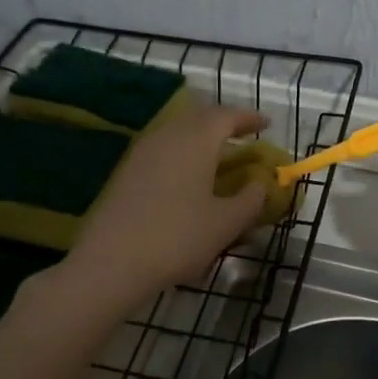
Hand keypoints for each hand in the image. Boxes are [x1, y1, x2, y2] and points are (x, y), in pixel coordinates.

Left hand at [64, 101, 269, 303]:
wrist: (110, 263)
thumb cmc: (177, 238)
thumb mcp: (226, 223)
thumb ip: (251, 199)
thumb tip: (261, 183)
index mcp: (196, 140)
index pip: (226, 116)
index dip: (249, 118)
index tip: (267, 124)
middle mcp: (168, 136)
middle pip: (199, 117)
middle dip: (223, 123)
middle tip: (242, 136)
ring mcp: (142, 152)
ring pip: (177, 131)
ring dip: (200, 137)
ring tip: (217, 156)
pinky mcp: (126, 171)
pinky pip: (162, 149)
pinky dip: (182, 152)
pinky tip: (187, 176)